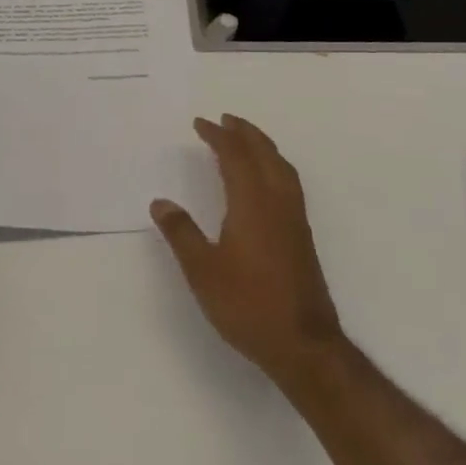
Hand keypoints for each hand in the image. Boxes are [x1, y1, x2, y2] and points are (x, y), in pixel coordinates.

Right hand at [152, 115, 343, 388]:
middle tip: (225, 119)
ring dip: (262, 145)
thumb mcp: (203, 271)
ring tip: (245, 139)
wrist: (304, 344)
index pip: (235, 155)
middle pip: (263, 152)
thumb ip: (181, 233)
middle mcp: (277, 200)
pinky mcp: (302, 234)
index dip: (217, 136)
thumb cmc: (249, 305)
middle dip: (243, 132)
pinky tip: (266, 178)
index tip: (200, 123)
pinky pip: (288, 180)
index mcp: (252, 201)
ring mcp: (294, 217)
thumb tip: (161, 202)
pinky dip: (274, 164)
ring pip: (280, 165)